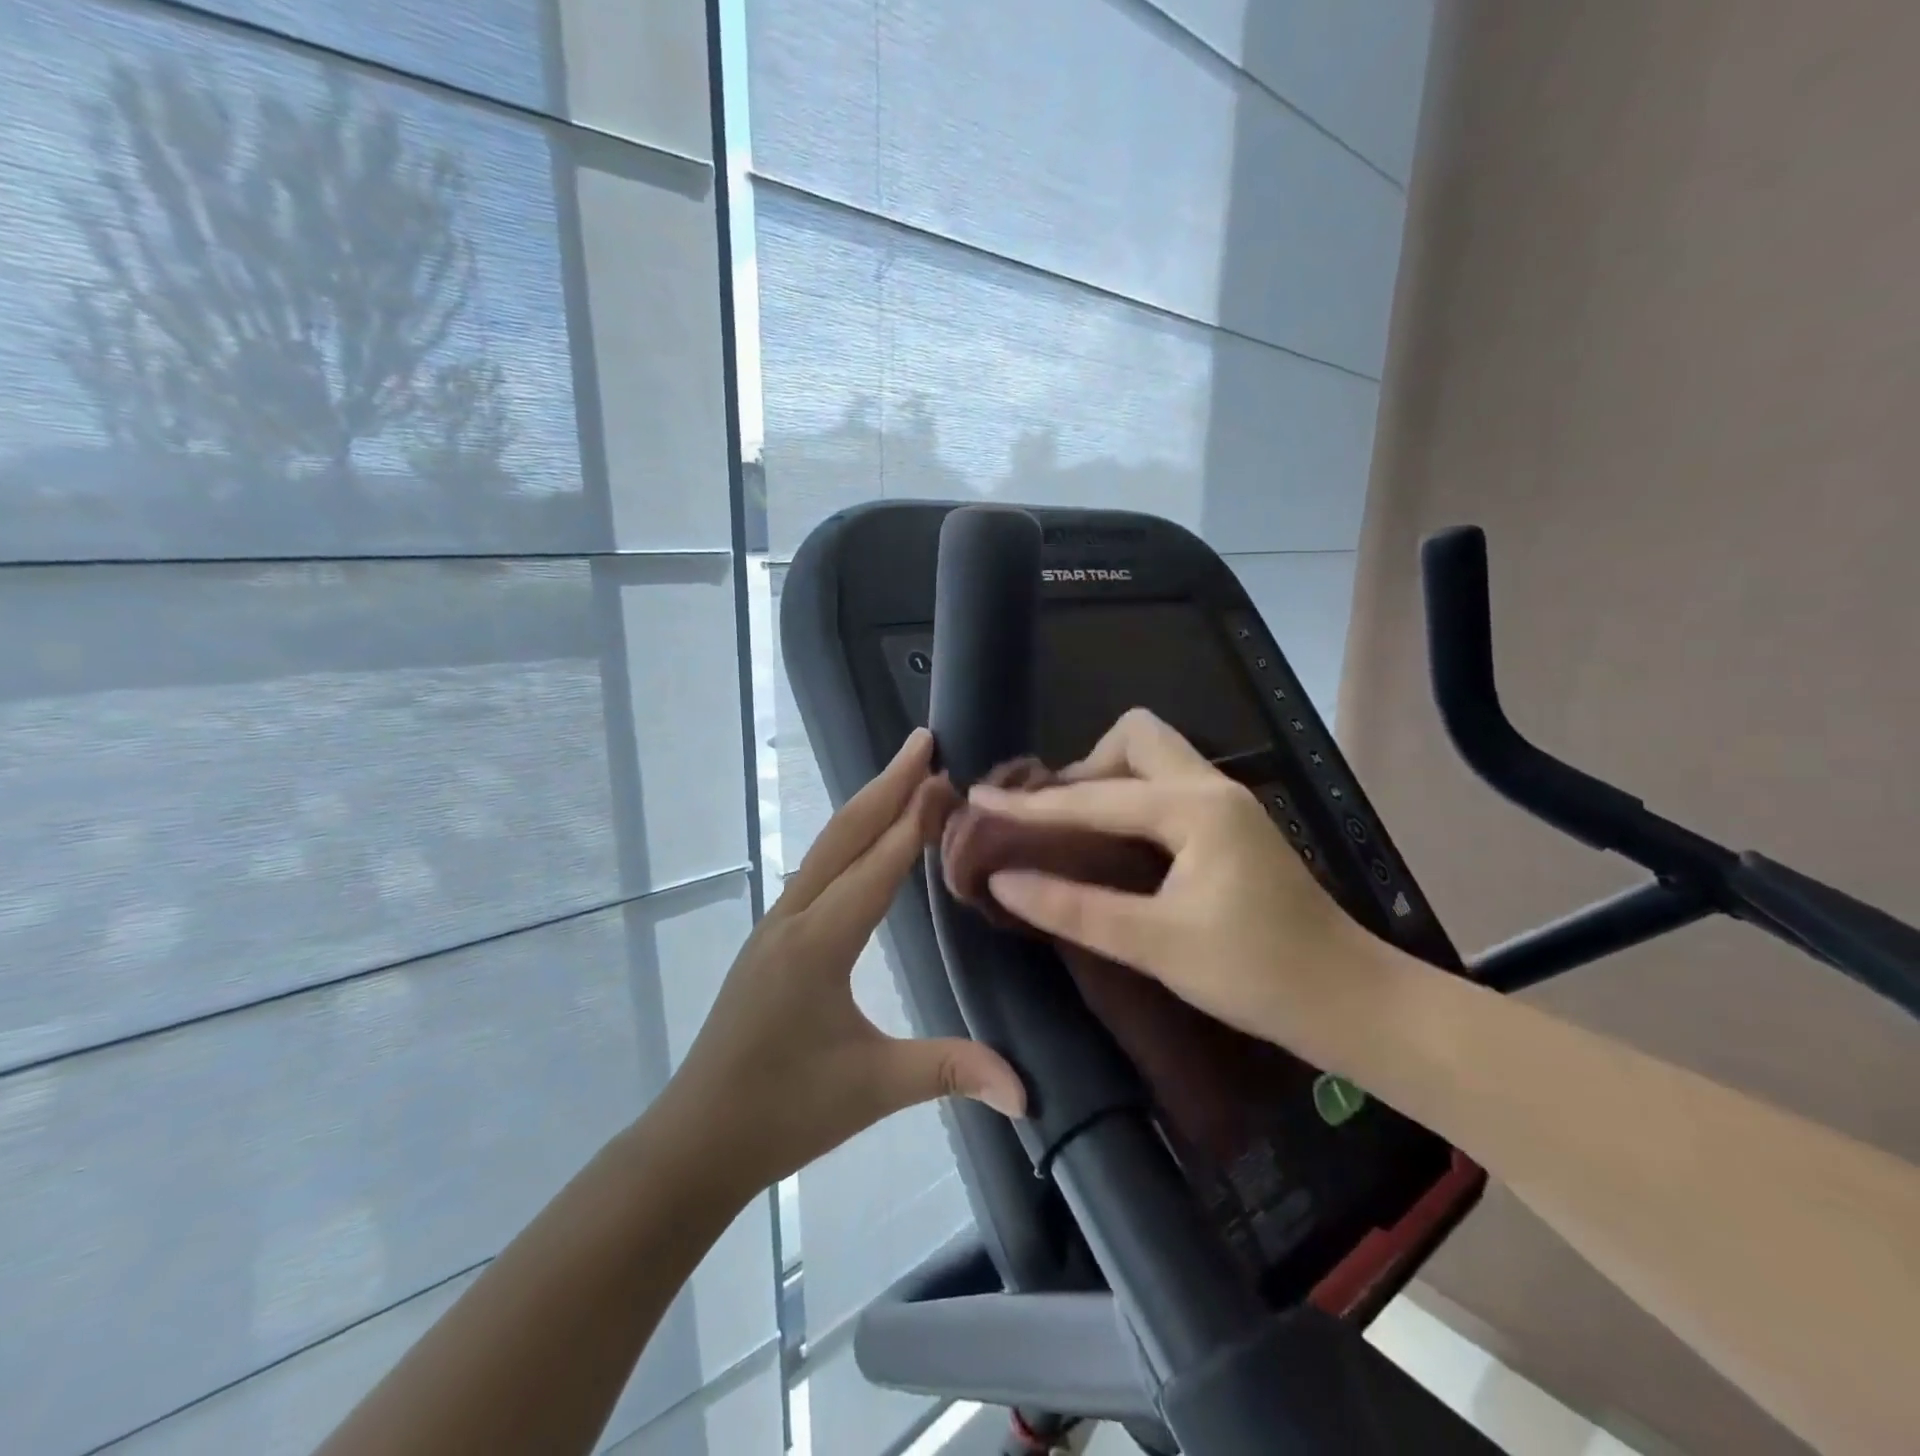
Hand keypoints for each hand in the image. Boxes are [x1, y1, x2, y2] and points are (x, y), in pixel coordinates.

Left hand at [664, 728, 1023, 1198]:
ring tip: (903, 775)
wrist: (695, 1140)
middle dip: (886, 785)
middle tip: (923, 741)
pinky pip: (815, 872)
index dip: (914, 820)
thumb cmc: (782, 1112)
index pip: (876, 867)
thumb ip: (949, 1072)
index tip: (946, 775)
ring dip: (866, 807)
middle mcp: (793, 919)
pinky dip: (848, 840)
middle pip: (844, 836)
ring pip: (825, 849)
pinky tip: (865, 840)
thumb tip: (1027, 1091)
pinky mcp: (771, 940)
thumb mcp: (872, 1090)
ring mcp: (775, 926)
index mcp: (818, 944)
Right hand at [970, 709, 1370, 1057]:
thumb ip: (1076, 909)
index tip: (981, 798)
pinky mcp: (1232, 826)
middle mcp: (1212, 788)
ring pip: (1154, 758)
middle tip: (1056, 819)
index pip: (1094, 796)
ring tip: (1076, 831)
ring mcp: (1227, 804)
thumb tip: (1004, 881)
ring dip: (1109, 781)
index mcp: (1194, 808)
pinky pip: (1167, 786)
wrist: (1353, 1003)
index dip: (1032, 803)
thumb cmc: (1258, 975)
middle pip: (1136, 738)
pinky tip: (1114, 843)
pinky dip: (1131, 800)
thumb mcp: (1157, 945)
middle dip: (1086, 767)